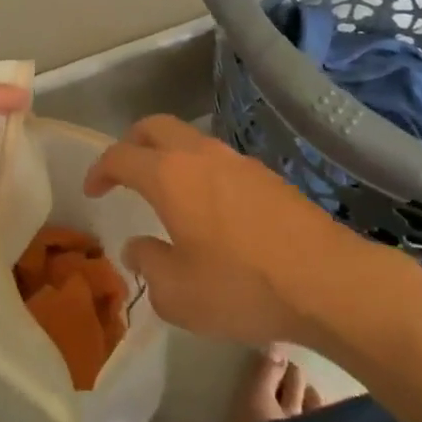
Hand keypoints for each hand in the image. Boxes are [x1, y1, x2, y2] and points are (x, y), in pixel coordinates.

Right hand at [86, 116, 421, 346]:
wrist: (328, 281)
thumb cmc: (242, 287)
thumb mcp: (179, 294)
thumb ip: (149, 265)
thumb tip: (138, 248)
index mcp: (170, 176)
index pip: (121, 156)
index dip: (100, 169)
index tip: (93, 189)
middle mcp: (201, 156)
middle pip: (155, 127)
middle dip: (132, 143)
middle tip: (123, 171)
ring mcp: (238, 161)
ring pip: (190, 140)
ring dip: (169, 156)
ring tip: (167, 192)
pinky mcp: (267, 175)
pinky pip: (219, 160)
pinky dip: (200, 171)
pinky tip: (210, 209)